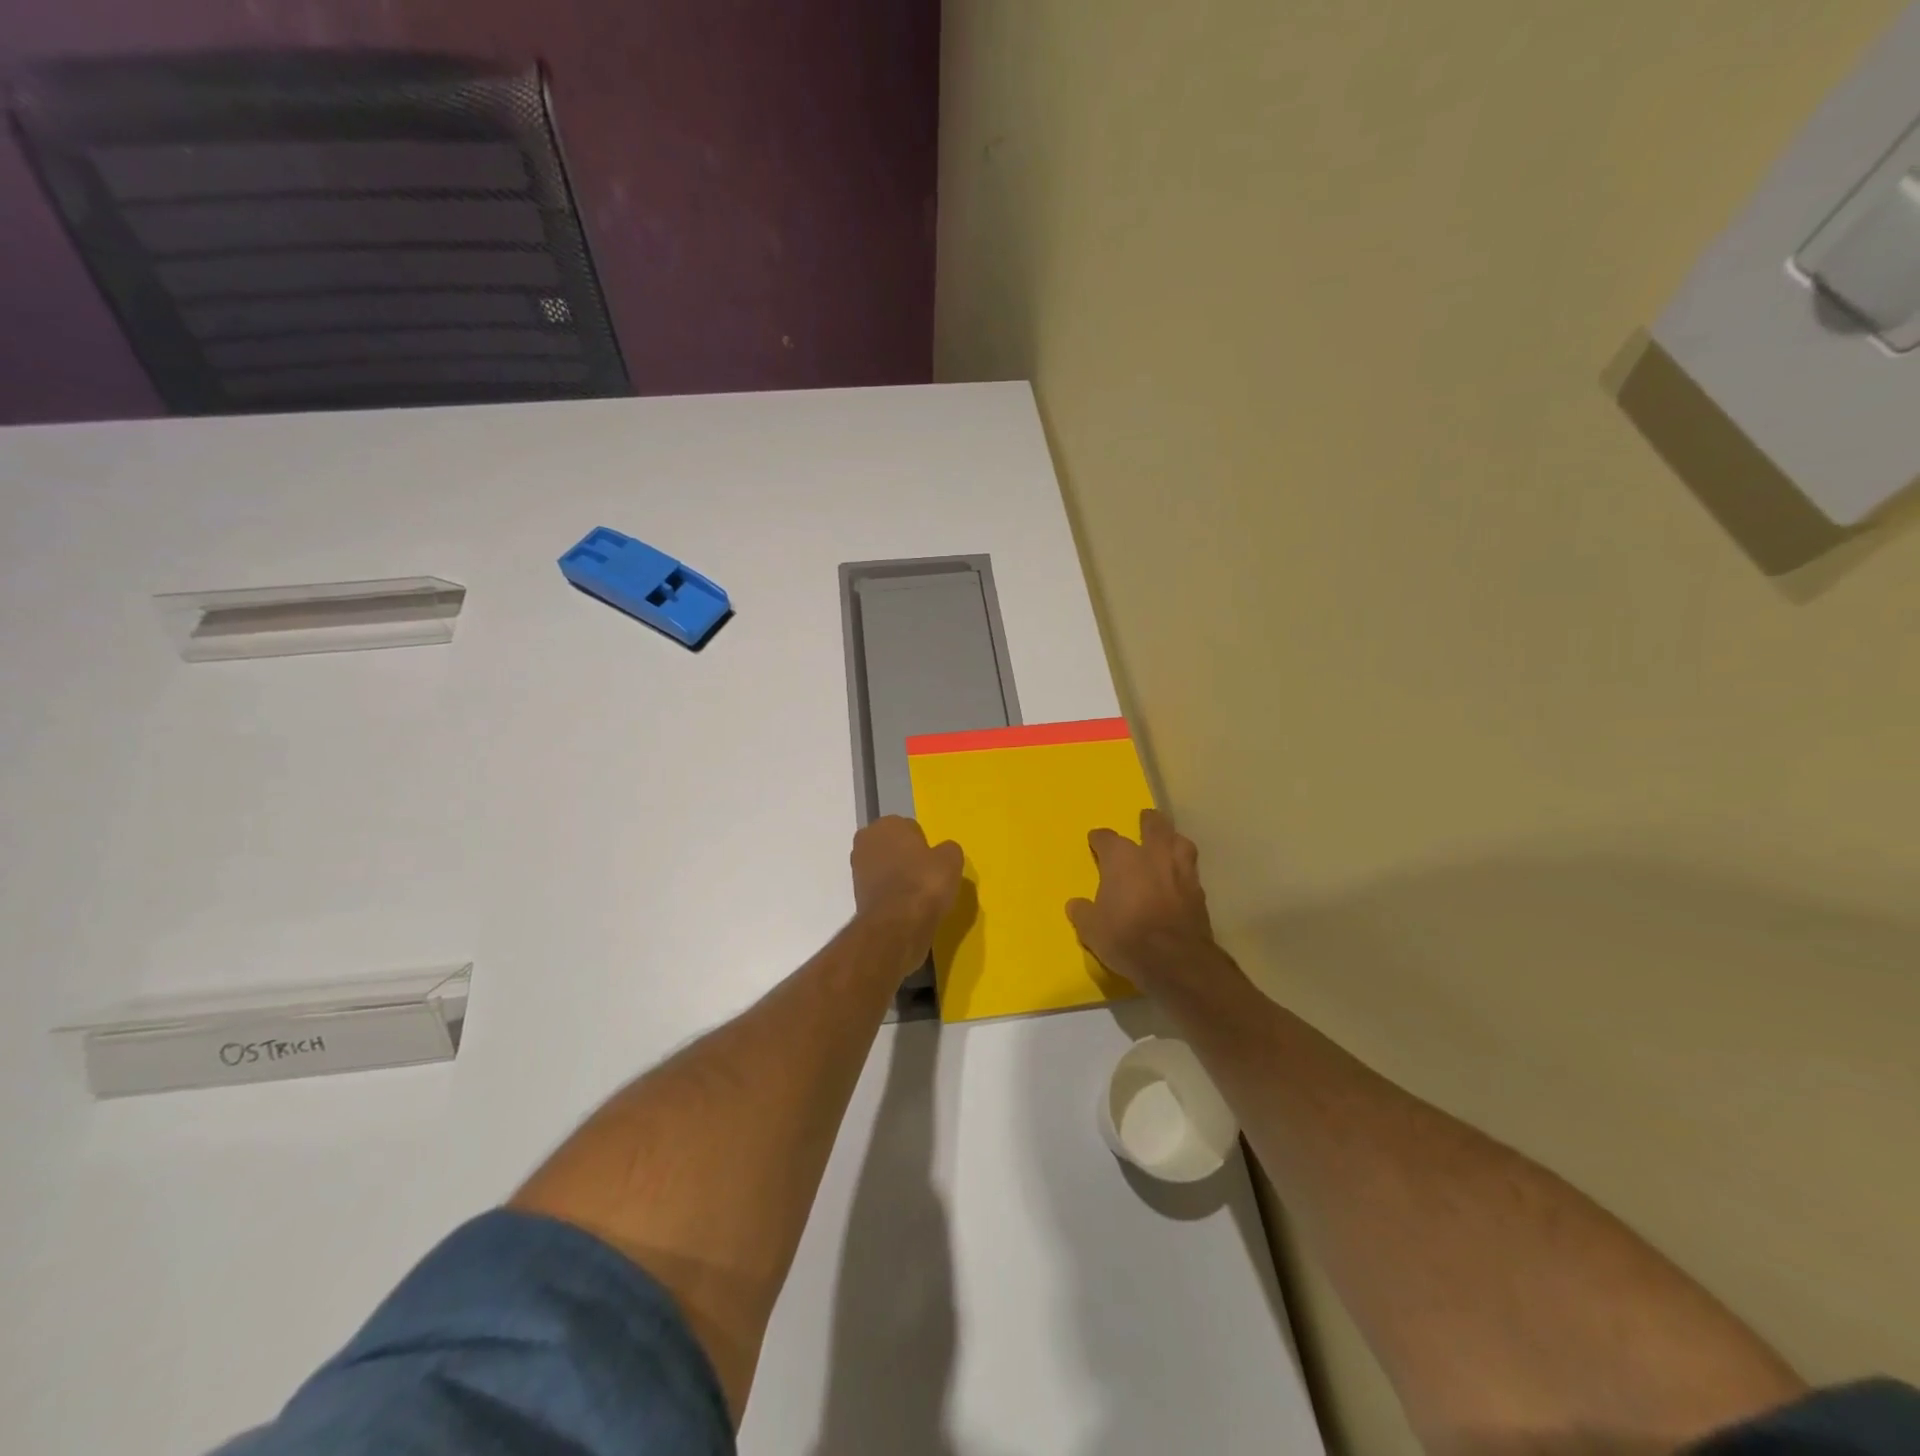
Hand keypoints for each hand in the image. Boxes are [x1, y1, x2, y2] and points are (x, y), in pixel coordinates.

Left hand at [850, 816, 963, 974]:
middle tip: (926, 876)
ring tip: (918, 894)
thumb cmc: (925, 882)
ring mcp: (857, 868)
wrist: (898, 925)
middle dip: (906, 857)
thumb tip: (943, 853)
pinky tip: (907, 907)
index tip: (933, 861)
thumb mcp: (951, 859)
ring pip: (885, 867)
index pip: (910, 828)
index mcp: (886, 824)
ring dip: (898, 876)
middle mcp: (866, 841)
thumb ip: (947, 850)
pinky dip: (892, 895)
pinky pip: (881, 888)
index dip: (923, 844)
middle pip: (893, 846)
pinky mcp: (856, 895)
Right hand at [1066, 809, 1214, 992]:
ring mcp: (1180, 871)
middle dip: (1148, 821)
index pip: (1106, 839)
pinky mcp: (1199, 892)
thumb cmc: (1126, 937)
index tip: (1095, 841)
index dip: (1099, 839)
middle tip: (1145, 819)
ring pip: (1180, 842)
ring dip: (1173, 841)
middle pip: (1154, 826)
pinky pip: (1191, 872)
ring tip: (1169, 844)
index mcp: (1122, 858)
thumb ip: (1083, 913)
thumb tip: (1076, 905)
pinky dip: (1184, 872)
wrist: (1175, 960)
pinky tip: (1180, 880)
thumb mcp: (1092, 929)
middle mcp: (1153, 856)